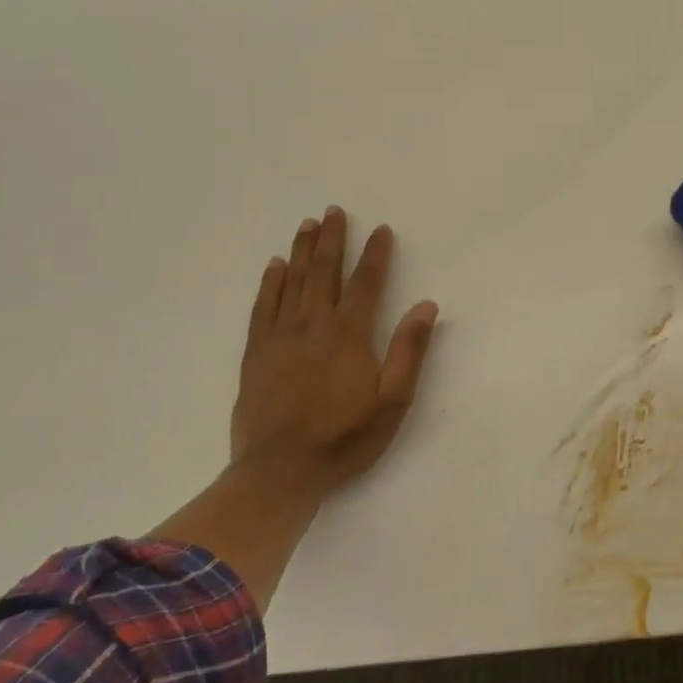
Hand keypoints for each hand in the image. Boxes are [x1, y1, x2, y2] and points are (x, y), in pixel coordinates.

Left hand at [149, 207, 436, 609]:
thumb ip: (409, 350)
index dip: (375, 254)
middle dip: (332, 240)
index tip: (381, 230)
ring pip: (293, 282)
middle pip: (324, 272)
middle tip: (334, 211)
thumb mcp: (392, 401)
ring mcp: (280, 337)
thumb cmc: (345, 438)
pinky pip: (263, 307)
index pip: (365, 283)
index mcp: (350, 335)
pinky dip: (270, 283)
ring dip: (302, 251)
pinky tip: (274, 267)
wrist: (279, 471)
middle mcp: (313, 325)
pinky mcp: (256, 354)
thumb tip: (427, 305)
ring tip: (308, 225)